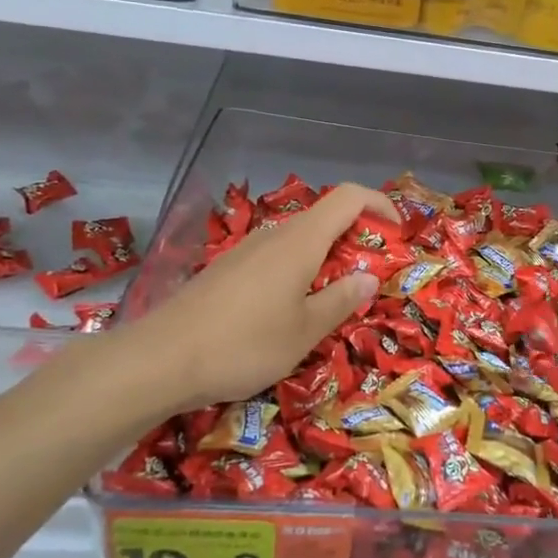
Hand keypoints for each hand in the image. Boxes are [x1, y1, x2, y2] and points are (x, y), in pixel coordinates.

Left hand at [62, 183, 395, 431]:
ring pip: (299, 240)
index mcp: (300, 241)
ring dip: (326, 259)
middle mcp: (274, 235)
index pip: (349, 197)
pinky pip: (275, 258)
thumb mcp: (304, 331)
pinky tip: (289, 310)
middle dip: (357, 239)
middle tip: (370, 278)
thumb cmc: (243, 345)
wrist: (158, 361)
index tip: (399, 232)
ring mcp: (245, 251)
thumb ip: (341, 300)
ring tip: (334, 299)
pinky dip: (298, 271)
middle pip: (325, 218)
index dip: (380, 204)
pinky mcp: (226, 270)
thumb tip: (368, 276)